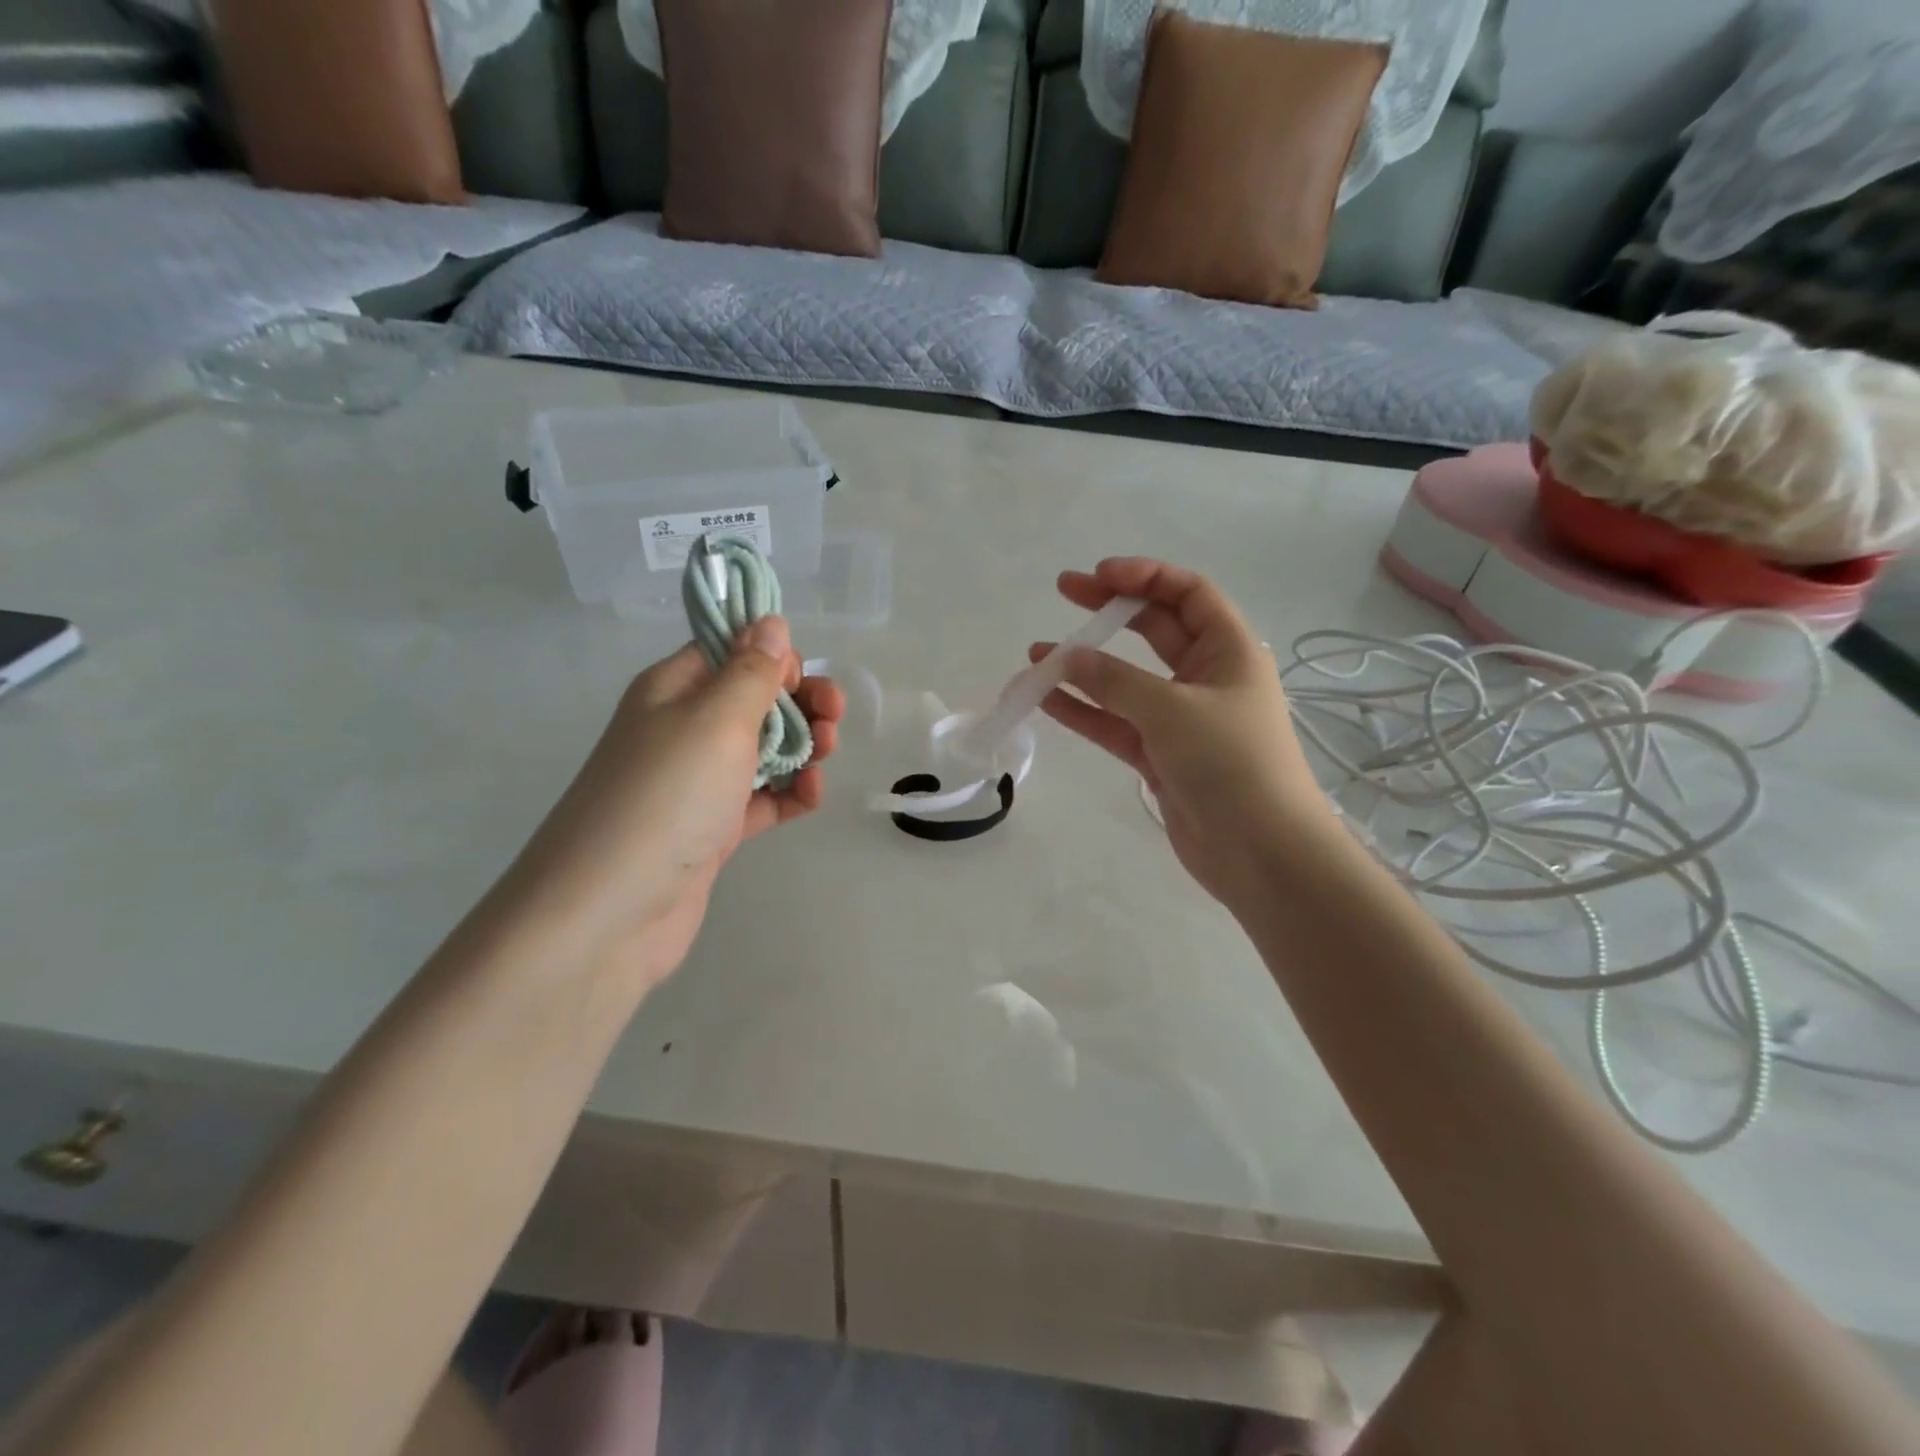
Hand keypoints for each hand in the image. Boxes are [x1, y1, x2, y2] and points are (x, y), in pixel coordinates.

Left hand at [501, 617, 843, 988]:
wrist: (611, 911)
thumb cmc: (666, 797)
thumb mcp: (715, 720)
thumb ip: (751, 671)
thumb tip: (771, 622)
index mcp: (674, 690)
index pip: (729, 650)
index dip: (772, 656)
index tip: (802, 678)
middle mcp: (684, 729)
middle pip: (754, 700)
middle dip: (800, 703)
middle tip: (833, 720)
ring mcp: (698, 782)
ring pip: (763, 748)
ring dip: (802, 747)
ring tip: (824, 759)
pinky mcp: (713, 828)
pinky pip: (761, 798)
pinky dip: (790, 793)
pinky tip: (811, 797)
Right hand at [1030, 558, 1325, 905]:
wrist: (1262, 854)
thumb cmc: (1231, 763)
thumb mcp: (1171, 710)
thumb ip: (1114, 681)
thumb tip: (1065, 659)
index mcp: (1229, 650)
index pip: (1188, 593)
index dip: (1144, 576)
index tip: (1097, 576)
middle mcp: (1206, 677)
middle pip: (1155, 628)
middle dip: (1109, 610)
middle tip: (1063, 594)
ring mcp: (1181, 719)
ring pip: (1126, 680)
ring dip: (1084, 667)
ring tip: (1035, 656)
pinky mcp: (1160, 757)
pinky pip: (1115, 723)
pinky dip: (1083, 711)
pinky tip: (1045, 698)